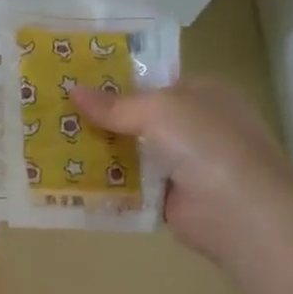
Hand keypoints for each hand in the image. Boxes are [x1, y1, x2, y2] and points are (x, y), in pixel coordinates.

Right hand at [72, 78, 292, 259]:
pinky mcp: (169, 198)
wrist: (239, 210)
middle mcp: (193, 126)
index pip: (153, 82)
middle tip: (56, 116)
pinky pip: (131, 187)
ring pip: (131, 153)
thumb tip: (73, 90)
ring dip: (99, 153)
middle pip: (137, 119)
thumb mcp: (158, 111)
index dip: (116, 83)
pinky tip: (71, 181)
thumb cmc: (205, 144)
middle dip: (101, 120)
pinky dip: (107, 186)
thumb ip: (115, 105)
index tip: (76, 84)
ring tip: (53, 146)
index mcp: (201, 94)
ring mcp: (182, 164)